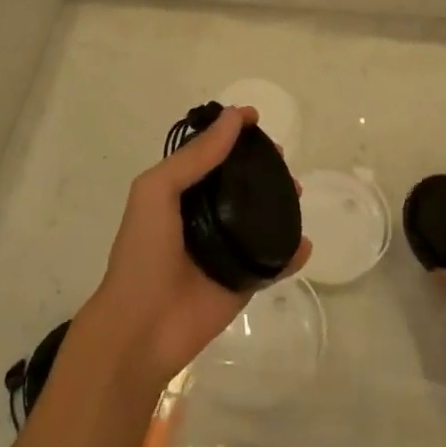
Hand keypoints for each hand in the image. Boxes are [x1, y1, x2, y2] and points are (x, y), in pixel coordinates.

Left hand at [81, 107, 311, 390]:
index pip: (210, 154)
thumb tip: (233, 118)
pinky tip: (304, 243)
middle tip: (281, 157)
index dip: (231, 134)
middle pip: (240, 182)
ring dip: (281, 201)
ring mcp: (226, 249)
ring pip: (261, 217)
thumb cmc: (144, 251)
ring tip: (297, 190)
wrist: (142, 328)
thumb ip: (196, 157)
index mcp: (180, 192)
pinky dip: (291, 252)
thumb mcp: (158, 190)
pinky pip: (273, 262)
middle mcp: (205, 215)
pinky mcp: (243, 281)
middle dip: (261, 165)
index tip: (255, 119)